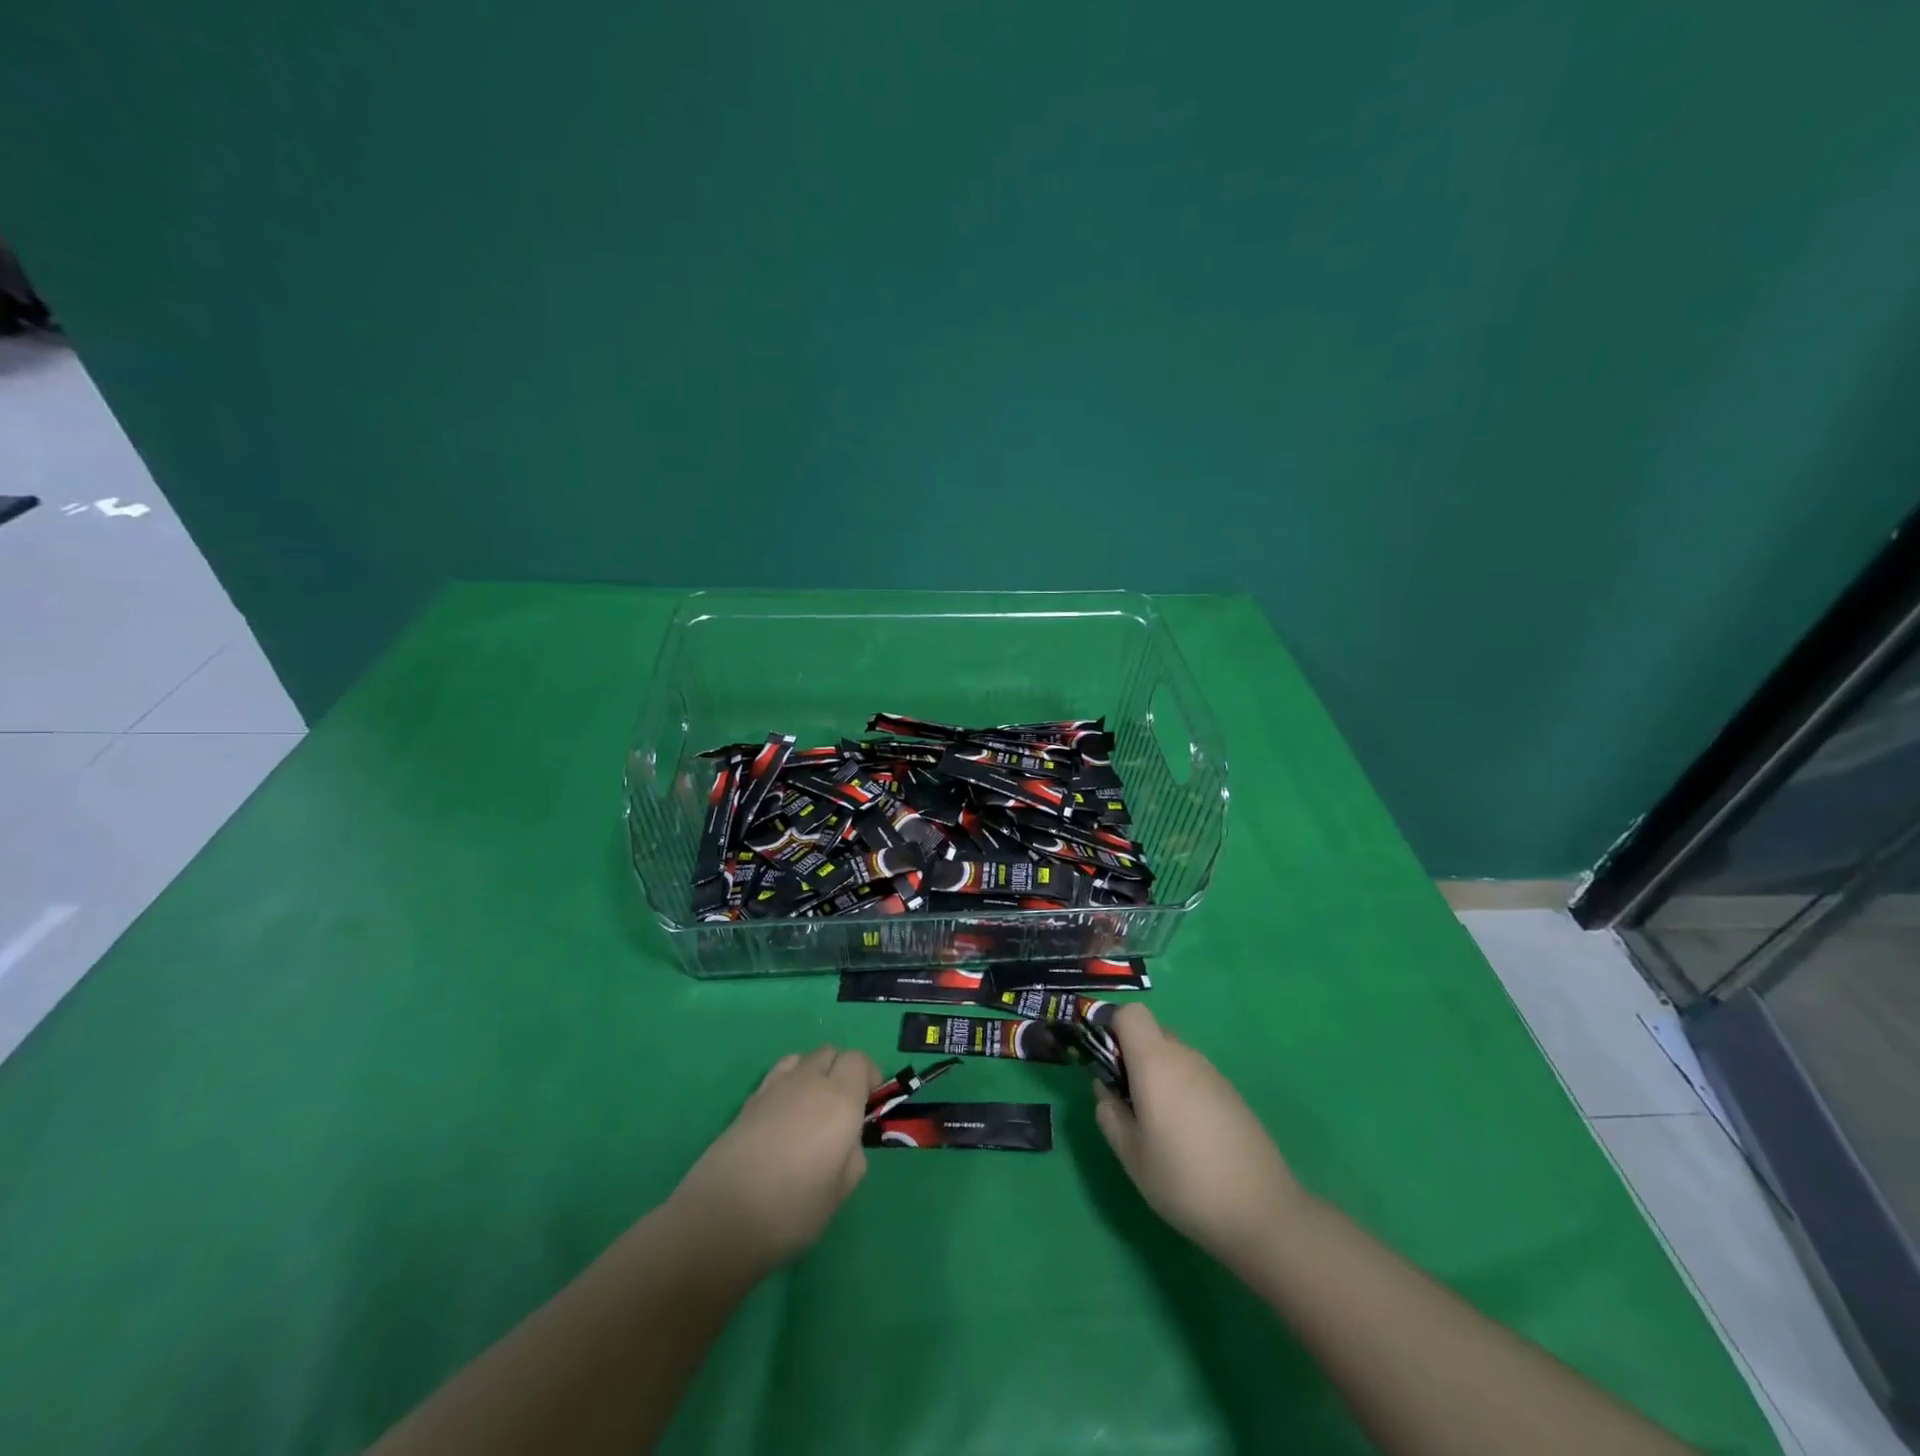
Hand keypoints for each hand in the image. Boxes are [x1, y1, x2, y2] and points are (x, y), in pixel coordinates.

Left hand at [667, 1046, 879, 1275]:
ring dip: (814, 1072)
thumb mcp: (841, 1191)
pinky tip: (783, 1118)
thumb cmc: (793, 1210)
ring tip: (812, 1108)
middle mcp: (809, 1081)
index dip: (869, 1075)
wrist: (721, 1219)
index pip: (860, 1060)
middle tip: (844, 1106)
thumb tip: (847, 1141)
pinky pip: (778, 1075)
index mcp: (840, 1098)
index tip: (870, 1102)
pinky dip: (788, 1084)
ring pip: (802, 1058)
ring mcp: (775, 1087)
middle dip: (842, 1070)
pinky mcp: (748, 1101)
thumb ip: (853, 1155)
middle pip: (830, 1052)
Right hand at [1095, 1004, 1307, 1269]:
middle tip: (1127, 1099)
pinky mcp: (1232, 1095)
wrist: (1262, 1212)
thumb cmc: (1184, 1181)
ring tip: (1157, 1124)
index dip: (1113, 1028)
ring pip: (1174, 1055)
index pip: (1131, 1013)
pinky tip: (1187, 1136)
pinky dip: (1181, 1091)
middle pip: (1152, 1032)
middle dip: (1133, 1055)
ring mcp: (1213, 1074)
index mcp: (1155, 1062)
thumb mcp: (1131, 1155)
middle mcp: (1185, 1057)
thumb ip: (1109, 1113)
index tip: (1106, 1064)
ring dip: (1158, 1074)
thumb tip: (1104, 1087)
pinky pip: (1195, 1076)